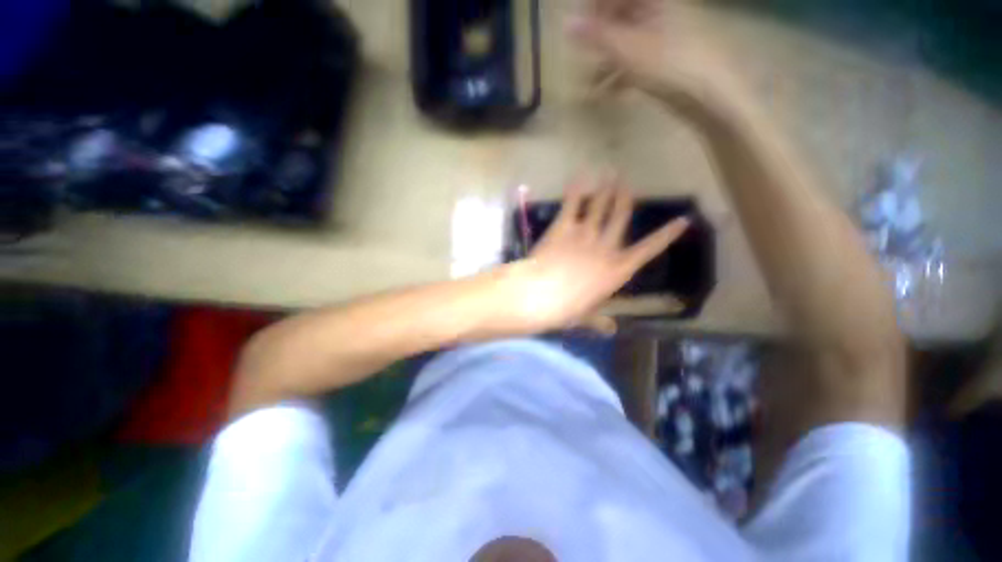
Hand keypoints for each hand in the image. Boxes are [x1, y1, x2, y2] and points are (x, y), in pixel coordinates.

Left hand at [500, 173, 688, 333]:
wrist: (541, 293)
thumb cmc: (566, 308)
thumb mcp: (586, 317)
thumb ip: (599, 321)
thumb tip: (610, 330)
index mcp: (617, 270)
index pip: (649, 250)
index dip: (667, 235)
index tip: (683, 220)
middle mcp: (606, 246)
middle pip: (621, 217)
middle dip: (625, 198)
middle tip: (628, 183)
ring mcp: (586, 233)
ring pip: (600, 205)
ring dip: (606, 188)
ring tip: (610, 173)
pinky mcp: (564, 226)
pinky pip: (573, 204)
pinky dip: (577, 189)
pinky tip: (581, 176)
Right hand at [569, 0, 738, 113]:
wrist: (706, 95)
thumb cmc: (669, 65)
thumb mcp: (628, 50)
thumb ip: (597, 36)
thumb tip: (567, 24)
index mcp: (652, 1)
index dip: (594, 7)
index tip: (578, 30)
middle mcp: (656, 12)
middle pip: (618, 15)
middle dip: (598, 36)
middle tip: (584, 56)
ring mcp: (660, 36)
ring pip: (625, 39)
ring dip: (606, 60)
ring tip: (591, 84)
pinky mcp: (662, 58)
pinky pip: (634, 58)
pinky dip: (619, 73)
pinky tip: (608, 92)